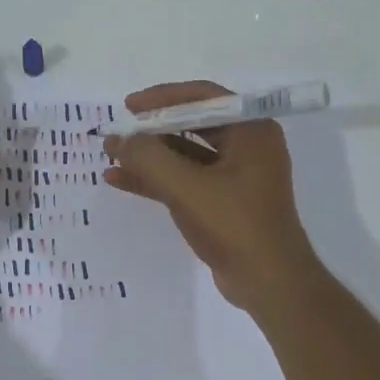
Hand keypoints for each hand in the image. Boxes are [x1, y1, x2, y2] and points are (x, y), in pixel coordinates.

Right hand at [103, 81, 322, 313]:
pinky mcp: (224, 202)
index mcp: (251, 130)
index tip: (128, 107)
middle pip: (192, 124)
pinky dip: (156, 180)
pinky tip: (120, 181)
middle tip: (118, 132)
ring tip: (110, 156)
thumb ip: (149, 159)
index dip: (162, 98)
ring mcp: (236, 176)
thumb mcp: (187, 188)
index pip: (203, 97)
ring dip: (149, 156)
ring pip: (186, 155)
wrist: (269, 282)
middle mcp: (247, 146)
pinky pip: (186, 181)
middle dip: (152, 130)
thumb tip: (118, 139)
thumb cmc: (235, 225)